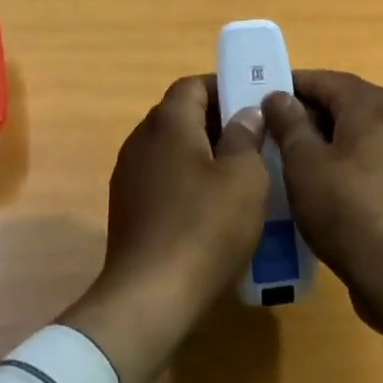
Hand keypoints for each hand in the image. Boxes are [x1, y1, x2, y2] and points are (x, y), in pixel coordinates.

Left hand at [61, 76, 267, 382]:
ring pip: (171, 149)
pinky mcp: (127, 209)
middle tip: (254, 142)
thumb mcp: (244, 177)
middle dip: (217, 122)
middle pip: (181, 116)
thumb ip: (246, 136)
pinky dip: (187, 183)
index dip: (224, 87)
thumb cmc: (205, 227)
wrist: (150, 298)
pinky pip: (162, 179)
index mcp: (167, 122)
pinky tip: (212, 210)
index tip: (254, 104)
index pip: (192, 85)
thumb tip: (245, 113)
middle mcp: (141, 140)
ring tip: (239, 177)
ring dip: (203, 155)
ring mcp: (129, 176)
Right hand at [261, 71, 382, 326]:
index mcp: (370, 103)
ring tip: (287, 161)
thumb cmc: (347, 208)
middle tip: (269, 132)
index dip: (288, 86)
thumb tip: (278, 96)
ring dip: (323, 142)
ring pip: (354, 134)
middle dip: (305, 115)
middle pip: (341, 104)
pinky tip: (319, 189)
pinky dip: (342, 165)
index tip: (258, 100)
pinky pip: (368, 161)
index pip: (322, 79)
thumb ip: (289, 123)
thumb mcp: (304, 162)